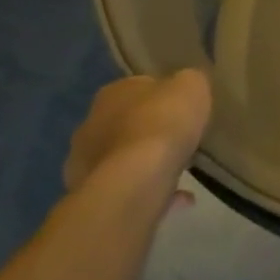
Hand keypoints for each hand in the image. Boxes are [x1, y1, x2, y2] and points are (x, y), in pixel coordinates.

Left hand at [64, 69, 211, 201]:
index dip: (165, 97)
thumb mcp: (192, 86)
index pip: (140, 87)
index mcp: (112, 93)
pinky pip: (129, 189)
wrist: (135, 181)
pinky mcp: (93, 196)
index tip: (185, 109)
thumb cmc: (163, 124)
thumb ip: (189, 82)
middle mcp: (91, 124)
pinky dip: (152, 190)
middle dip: (152, 131)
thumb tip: (186, 86)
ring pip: (124, 158)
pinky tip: (180, 197)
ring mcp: (87, 163)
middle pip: (127, 124)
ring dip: (148, 163)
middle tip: (181, 140)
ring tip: (182, 172)